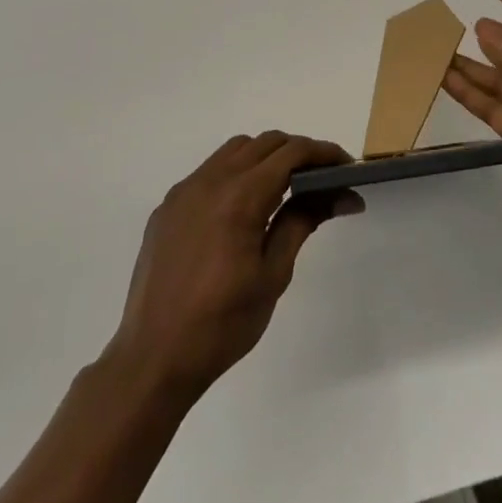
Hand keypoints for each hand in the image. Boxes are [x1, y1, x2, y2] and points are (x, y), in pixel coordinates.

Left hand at [106, 132, 362, 403]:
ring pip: (234, 151)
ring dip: (266, 157)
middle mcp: (209, 181)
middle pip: (264, 143)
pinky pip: (209, 172)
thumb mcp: (273, 274)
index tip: (348, 167)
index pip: (291, 153)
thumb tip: (342, 195)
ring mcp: (183, 192)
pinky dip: (236, 173)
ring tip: (287, 189)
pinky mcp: (168, 208)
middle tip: (324, 179)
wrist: (153, 359)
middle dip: (298, 152)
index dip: (324, 153)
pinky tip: (245, 208)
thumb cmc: (222, 324)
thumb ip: (303, 222)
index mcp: (239, 197)